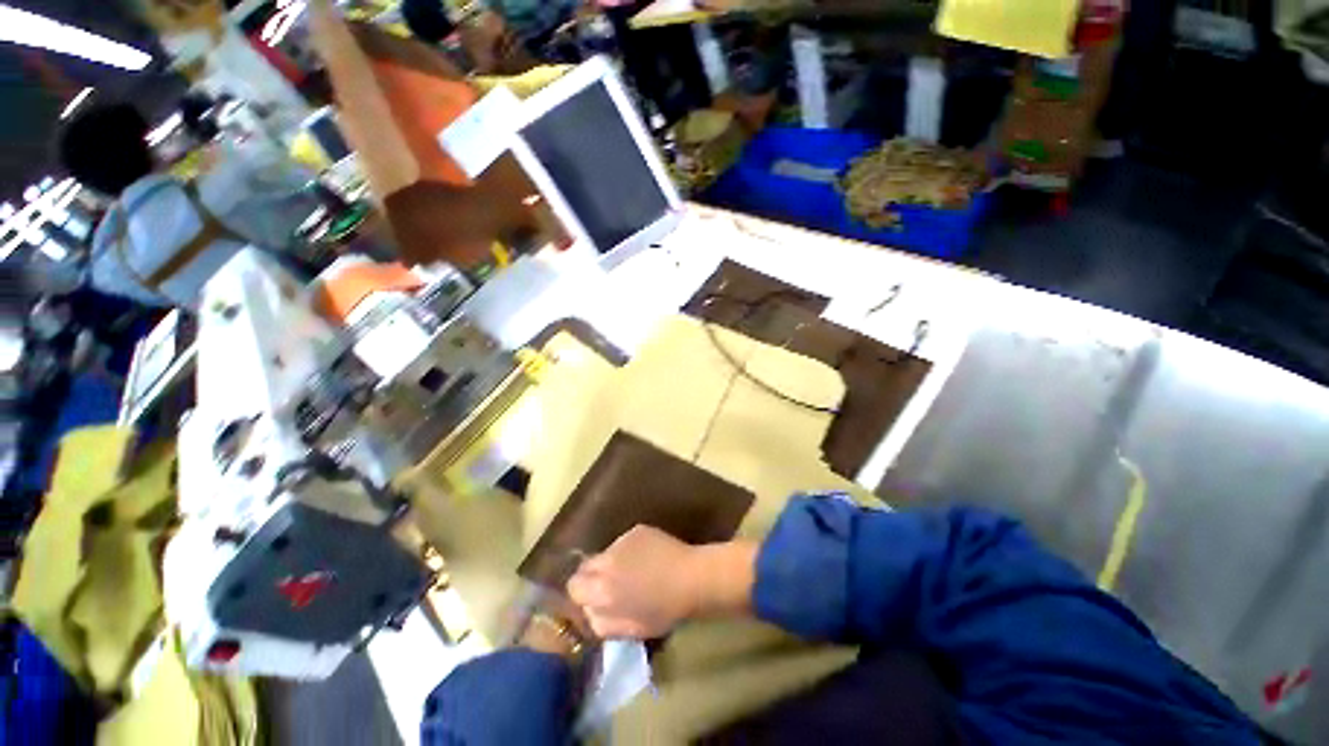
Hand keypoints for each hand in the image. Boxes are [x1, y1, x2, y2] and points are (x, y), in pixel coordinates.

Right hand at [567, 526, 700, 639]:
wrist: (691, 578)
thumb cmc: (664, 610)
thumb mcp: (630, 629)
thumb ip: (602, 622)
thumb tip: (589, 612)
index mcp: (602, 590)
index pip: (573, 587)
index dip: (582, 594)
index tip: (595, 598)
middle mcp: (606, 561)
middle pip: (584, 566)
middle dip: (592, 576)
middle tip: (611, 585)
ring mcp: (621, 542)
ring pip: (605, 554)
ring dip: (612, 563)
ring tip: (634, 571)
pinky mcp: (635, 530)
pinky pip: (622, 543)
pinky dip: (628, 551)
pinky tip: (647, 558)